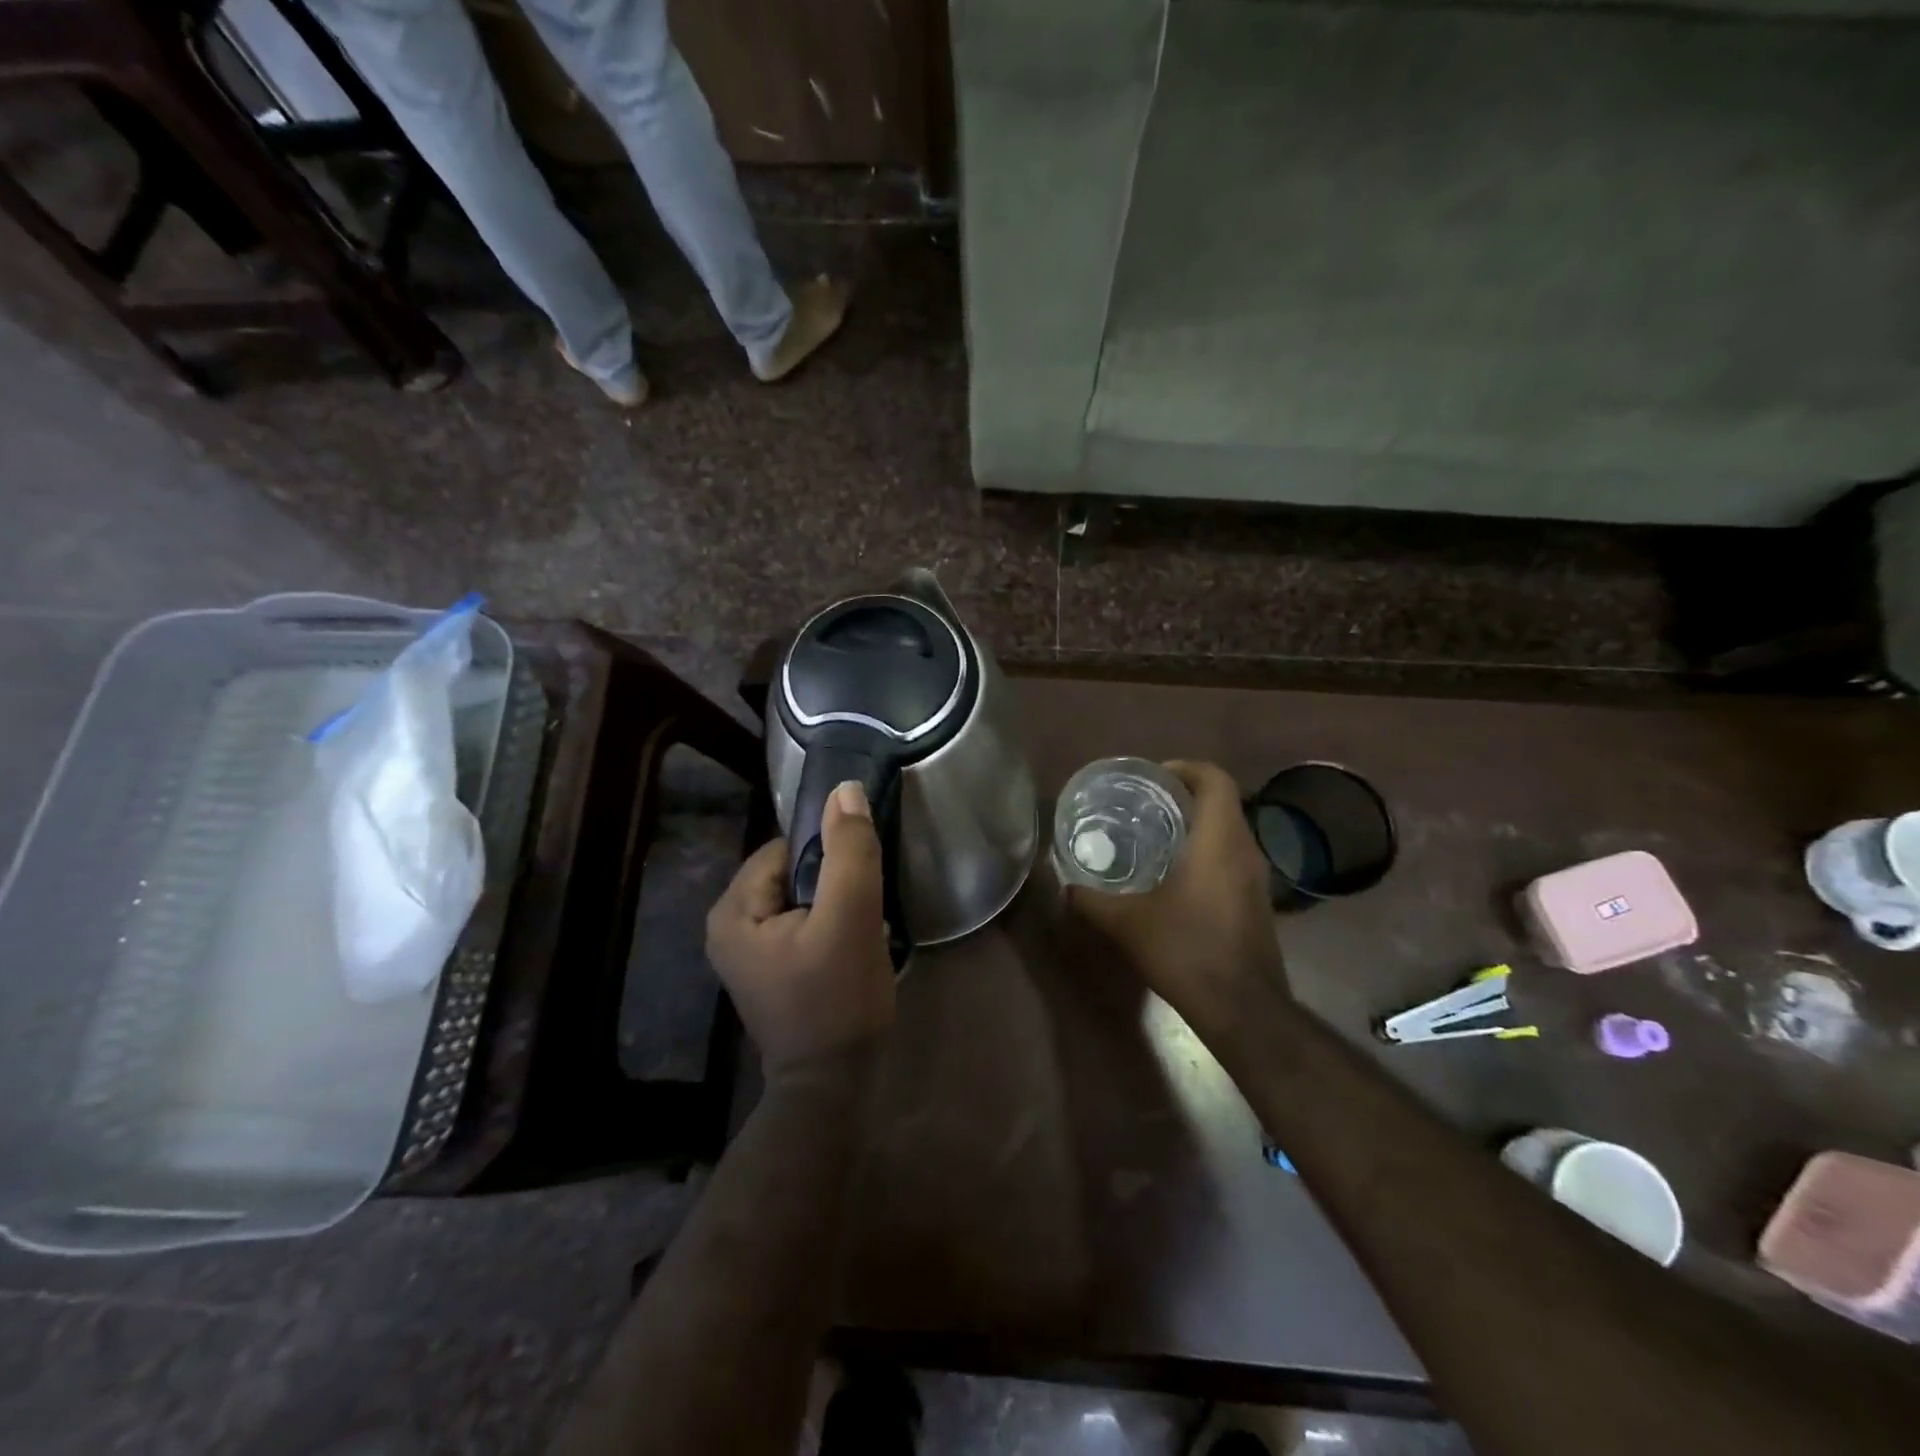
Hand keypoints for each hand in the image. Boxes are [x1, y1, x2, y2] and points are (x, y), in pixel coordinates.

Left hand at [707, 780, 895, 1076]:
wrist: (833, 1088)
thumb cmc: (837, 1001)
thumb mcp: (851, 918)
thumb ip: (849, 851)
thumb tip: (846, 790)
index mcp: (732, 910)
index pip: (786, 848)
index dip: (829, 855)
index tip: (861, 877)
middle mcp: (728, 925)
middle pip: (794, 872)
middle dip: (835, 883)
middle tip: (867, 908)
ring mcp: (747, 951)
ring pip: (803, 898)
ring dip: (837, 904)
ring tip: (864, 928)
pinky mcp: (770, 969)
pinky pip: (803, 923)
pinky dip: (831, 925)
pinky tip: (855, 946)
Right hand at [1067, 760, 1286, 1035]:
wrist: (1242, 1009)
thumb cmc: (1186, 950)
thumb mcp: (1126, 924)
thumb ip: (1091, 900)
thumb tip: (1065, 887)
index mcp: (1219, 840)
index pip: (1215, 779)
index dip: (1186, 768)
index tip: (1153, 778)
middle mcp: (1245, 850)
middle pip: (1222, 802)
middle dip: (1184, 796)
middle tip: (1144, 805)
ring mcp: (1257, 878)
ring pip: (1229, 831)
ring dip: (1196, 826)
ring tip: (1154, 837)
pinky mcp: (1258, 902)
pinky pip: (1233, 858)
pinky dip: (1206, 853)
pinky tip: (1175, 878)